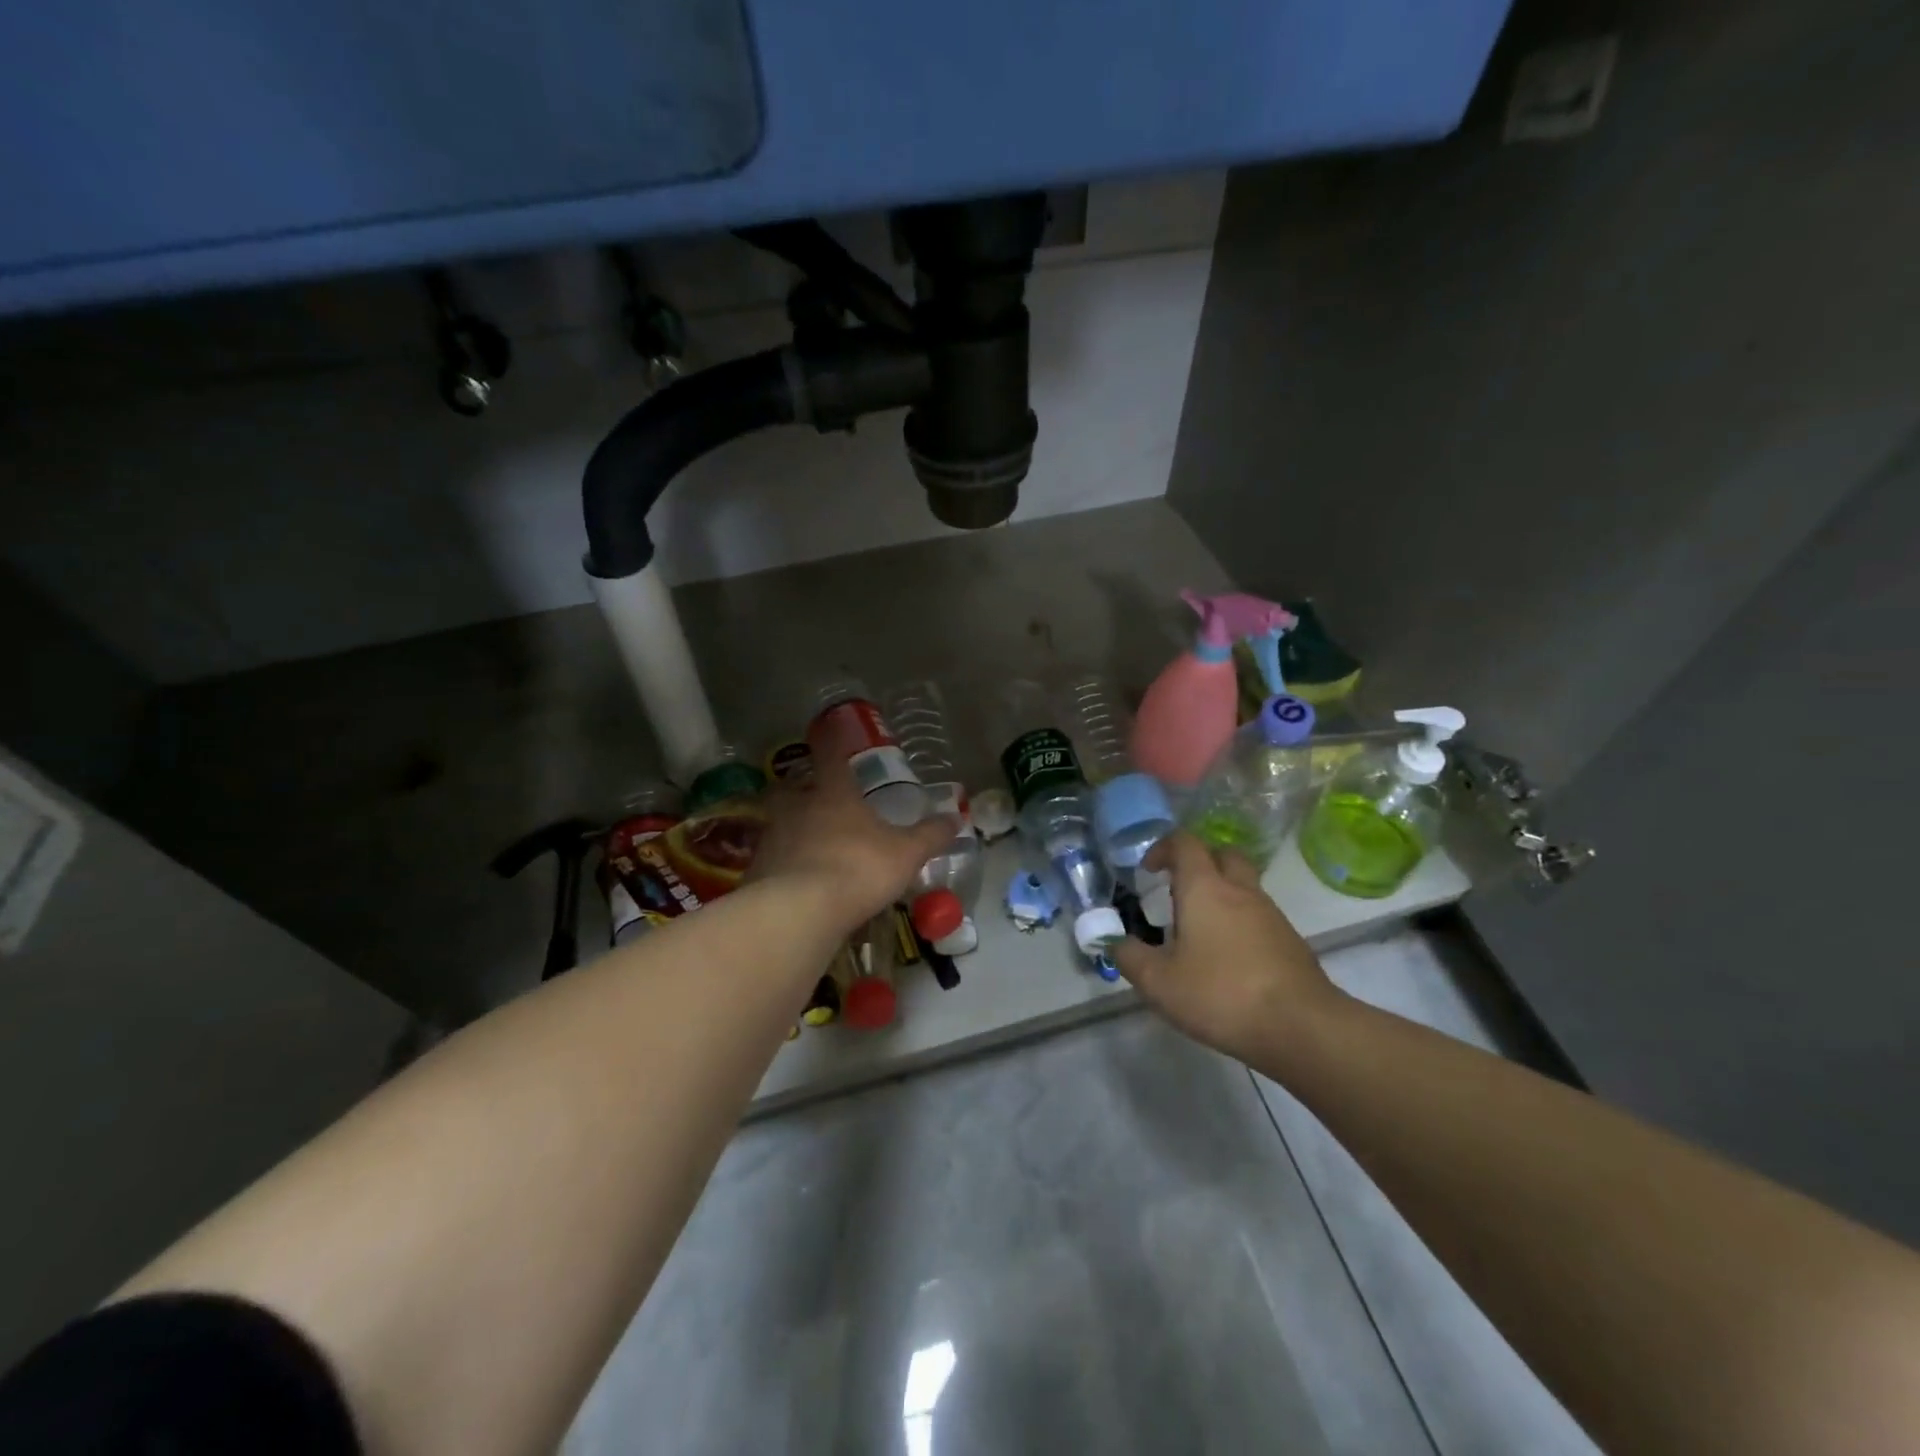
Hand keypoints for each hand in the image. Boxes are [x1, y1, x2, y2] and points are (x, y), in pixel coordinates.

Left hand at [746, 725, 958, 932]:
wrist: (798, 911)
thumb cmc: (858, 868)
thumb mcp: (906, 854)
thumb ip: (929, 836)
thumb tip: (955, 818)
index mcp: (833, 794)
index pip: (830, 757)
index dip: (830, 744)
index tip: (827, 733)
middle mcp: (797, 808)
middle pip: (792, 788)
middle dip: (801, 789)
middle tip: (815, 798)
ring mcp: (772, 838)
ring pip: (779, 823)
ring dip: (792, 828)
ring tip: (810, 844)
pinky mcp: (756, 871)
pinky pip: (772, 859)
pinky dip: (783, 864)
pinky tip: (797, 880)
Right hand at [1113, 832, 1346, 1067]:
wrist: (1301, 1027)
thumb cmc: (1221, 994)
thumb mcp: (1159, 982)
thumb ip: (1130, 957)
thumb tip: (1116, 942)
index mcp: (1204, 888)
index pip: (1185, 843)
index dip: (1163, 848)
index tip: (1148, 871)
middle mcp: (1240, 891)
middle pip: (1222, 854)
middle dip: (1199, 863)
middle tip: (1178, 891)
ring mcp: (1271, 914)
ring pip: (1244, 886)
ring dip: (1221, 894)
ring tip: (1199, 931)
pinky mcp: (1290, 941)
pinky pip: (1259, 915)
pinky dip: (1241, 922)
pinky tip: (1228, 959)